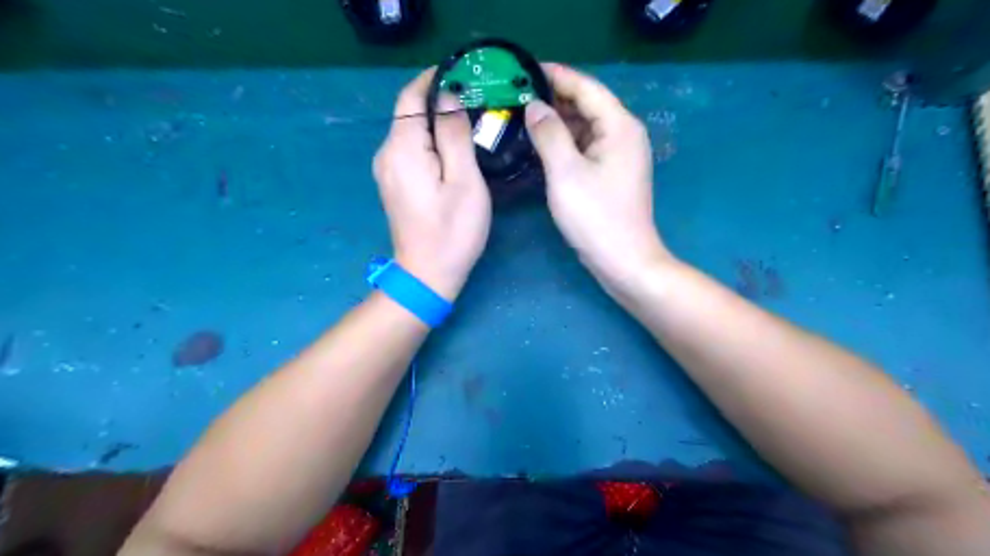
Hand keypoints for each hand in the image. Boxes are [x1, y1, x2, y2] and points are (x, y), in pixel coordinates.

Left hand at [374, 69, 492, 298]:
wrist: (428, 275)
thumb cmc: (452, 231)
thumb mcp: (464, 180)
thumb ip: (454, 134)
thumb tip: (448, 97)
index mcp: (402, 148)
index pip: (411, 96)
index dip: (434, 79)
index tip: (464, 73)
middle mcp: (387, 154)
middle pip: (409, 113)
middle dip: (439, 100)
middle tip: (476, 99)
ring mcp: (387, 171)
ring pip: (410, 132)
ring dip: (436, 121)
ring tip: (470, 121)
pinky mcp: (394, 184)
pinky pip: (410, 150)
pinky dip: (430, 141)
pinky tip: (453, 149)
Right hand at [520, 63, 668, 293]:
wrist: (623, 261)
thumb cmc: (596, 217)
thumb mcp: (566, 172)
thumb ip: (549, 134)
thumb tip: (534, 106)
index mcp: (619, 126)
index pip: (586, 87)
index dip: (556, 75)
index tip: (524, 70)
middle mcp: (624, 135)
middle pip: (587, 105)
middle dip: (553, 99)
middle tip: (516, 97)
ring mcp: (619, 156)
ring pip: (584, 128)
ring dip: (557, 122)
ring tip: (522, 118)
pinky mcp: (611, 174)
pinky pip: (585, 148)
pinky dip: (564, 143)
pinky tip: (540, 146)